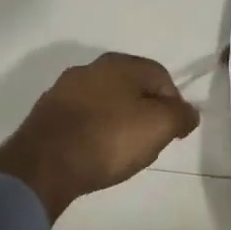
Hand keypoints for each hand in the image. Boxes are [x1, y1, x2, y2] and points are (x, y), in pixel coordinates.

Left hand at [0, 53, 199, 220]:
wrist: (42, 166)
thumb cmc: (109, 140)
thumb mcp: (159, 127)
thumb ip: (181, 115)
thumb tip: (188, 112)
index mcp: (120, 63)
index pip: (161, 77)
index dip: (174, 104)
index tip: (173, 133)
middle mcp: (90, 68)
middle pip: (132, 88)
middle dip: (145, 112)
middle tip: (149, 142)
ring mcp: (63, 90)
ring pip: (106, 103)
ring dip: (118, 122)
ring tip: (120, 152)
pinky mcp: (45, 114)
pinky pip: (82, 119)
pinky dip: (93, 132)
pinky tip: (94, 153)